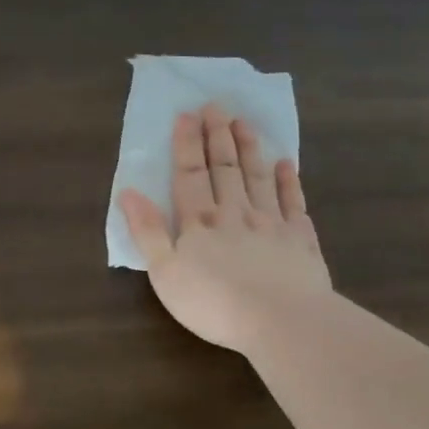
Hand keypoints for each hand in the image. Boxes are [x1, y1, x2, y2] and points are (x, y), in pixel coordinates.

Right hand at [118, 104, 331, 354]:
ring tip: (244, 123)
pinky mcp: (300, 240)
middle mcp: (235, 212)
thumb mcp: (165, 273)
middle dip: (218, 135)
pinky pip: (294, 203)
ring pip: (258, 177)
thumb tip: (128, 191)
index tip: (187, 114)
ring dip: (250, 149)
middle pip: (225, 168)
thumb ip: (147, 231)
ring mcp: (271, 223)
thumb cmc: (214, 302)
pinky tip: (286, 164)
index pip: (190, 174)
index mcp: (199, 221)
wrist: (281, 322)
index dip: (187, 144)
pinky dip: (289, 181)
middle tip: (216, 106)